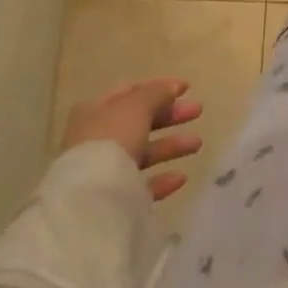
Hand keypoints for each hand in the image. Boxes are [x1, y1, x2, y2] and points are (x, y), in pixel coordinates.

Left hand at [62, 78, 203, 200]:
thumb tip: (172, 88)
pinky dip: (162, 178)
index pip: (130, 91)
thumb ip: (157, 93)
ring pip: (144, 152)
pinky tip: (181, 177)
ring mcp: (105, 170)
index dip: (159, 86)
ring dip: (171, 146)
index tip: (186, 88)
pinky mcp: (113, 198)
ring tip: (197, 144)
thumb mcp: (137, 106)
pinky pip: (142, 184)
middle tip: (198, 111)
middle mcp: (98, 137)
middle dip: (170, 115)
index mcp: (96, 110)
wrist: (90, 200)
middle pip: (140, 121)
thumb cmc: (112, 139)